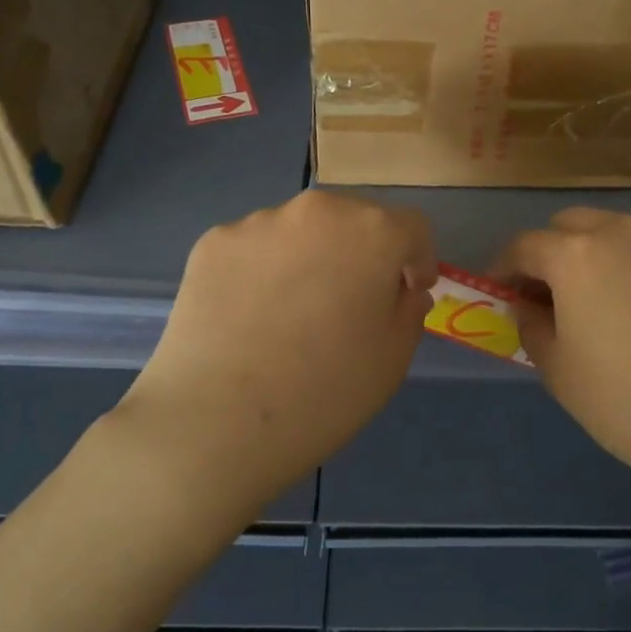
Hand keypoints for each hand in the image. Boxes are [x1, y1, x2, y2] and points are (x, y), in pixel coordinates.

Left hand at [112, 190, 435, 516]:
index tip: (409, 291)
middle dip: (364, 253)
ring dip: (311, 258)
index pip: (412, 228)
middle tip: (352, 303)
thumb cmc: (325, 392)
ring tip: (293, 314)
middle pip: (354, 220)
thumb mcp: (393, 357)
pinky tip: (251, 318)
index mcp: (372, 231)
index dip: (418, 259)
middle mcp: (317, 210)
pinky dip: (263, 271)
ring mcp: (258, 222)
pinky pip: (255, 249)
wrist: (215, 421)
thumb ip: (408, 309)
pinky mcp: (212, 243)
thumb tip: (399, 289)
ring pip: (301, 232)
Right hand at [495, 209, 630, 512]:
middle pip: (570, 226)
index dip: (503, 269)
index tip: (500, 296)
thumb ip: (532, 327)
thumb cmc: (628, 402)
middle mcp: (622, 235)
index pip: (524, 245)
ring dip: (591, 258)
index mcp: (577, 254)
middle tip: (546, 298)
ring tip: (594, 306)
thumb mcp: (559, 371)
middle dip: (548, 253)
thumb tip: (531, 307)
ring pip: (614, 235)